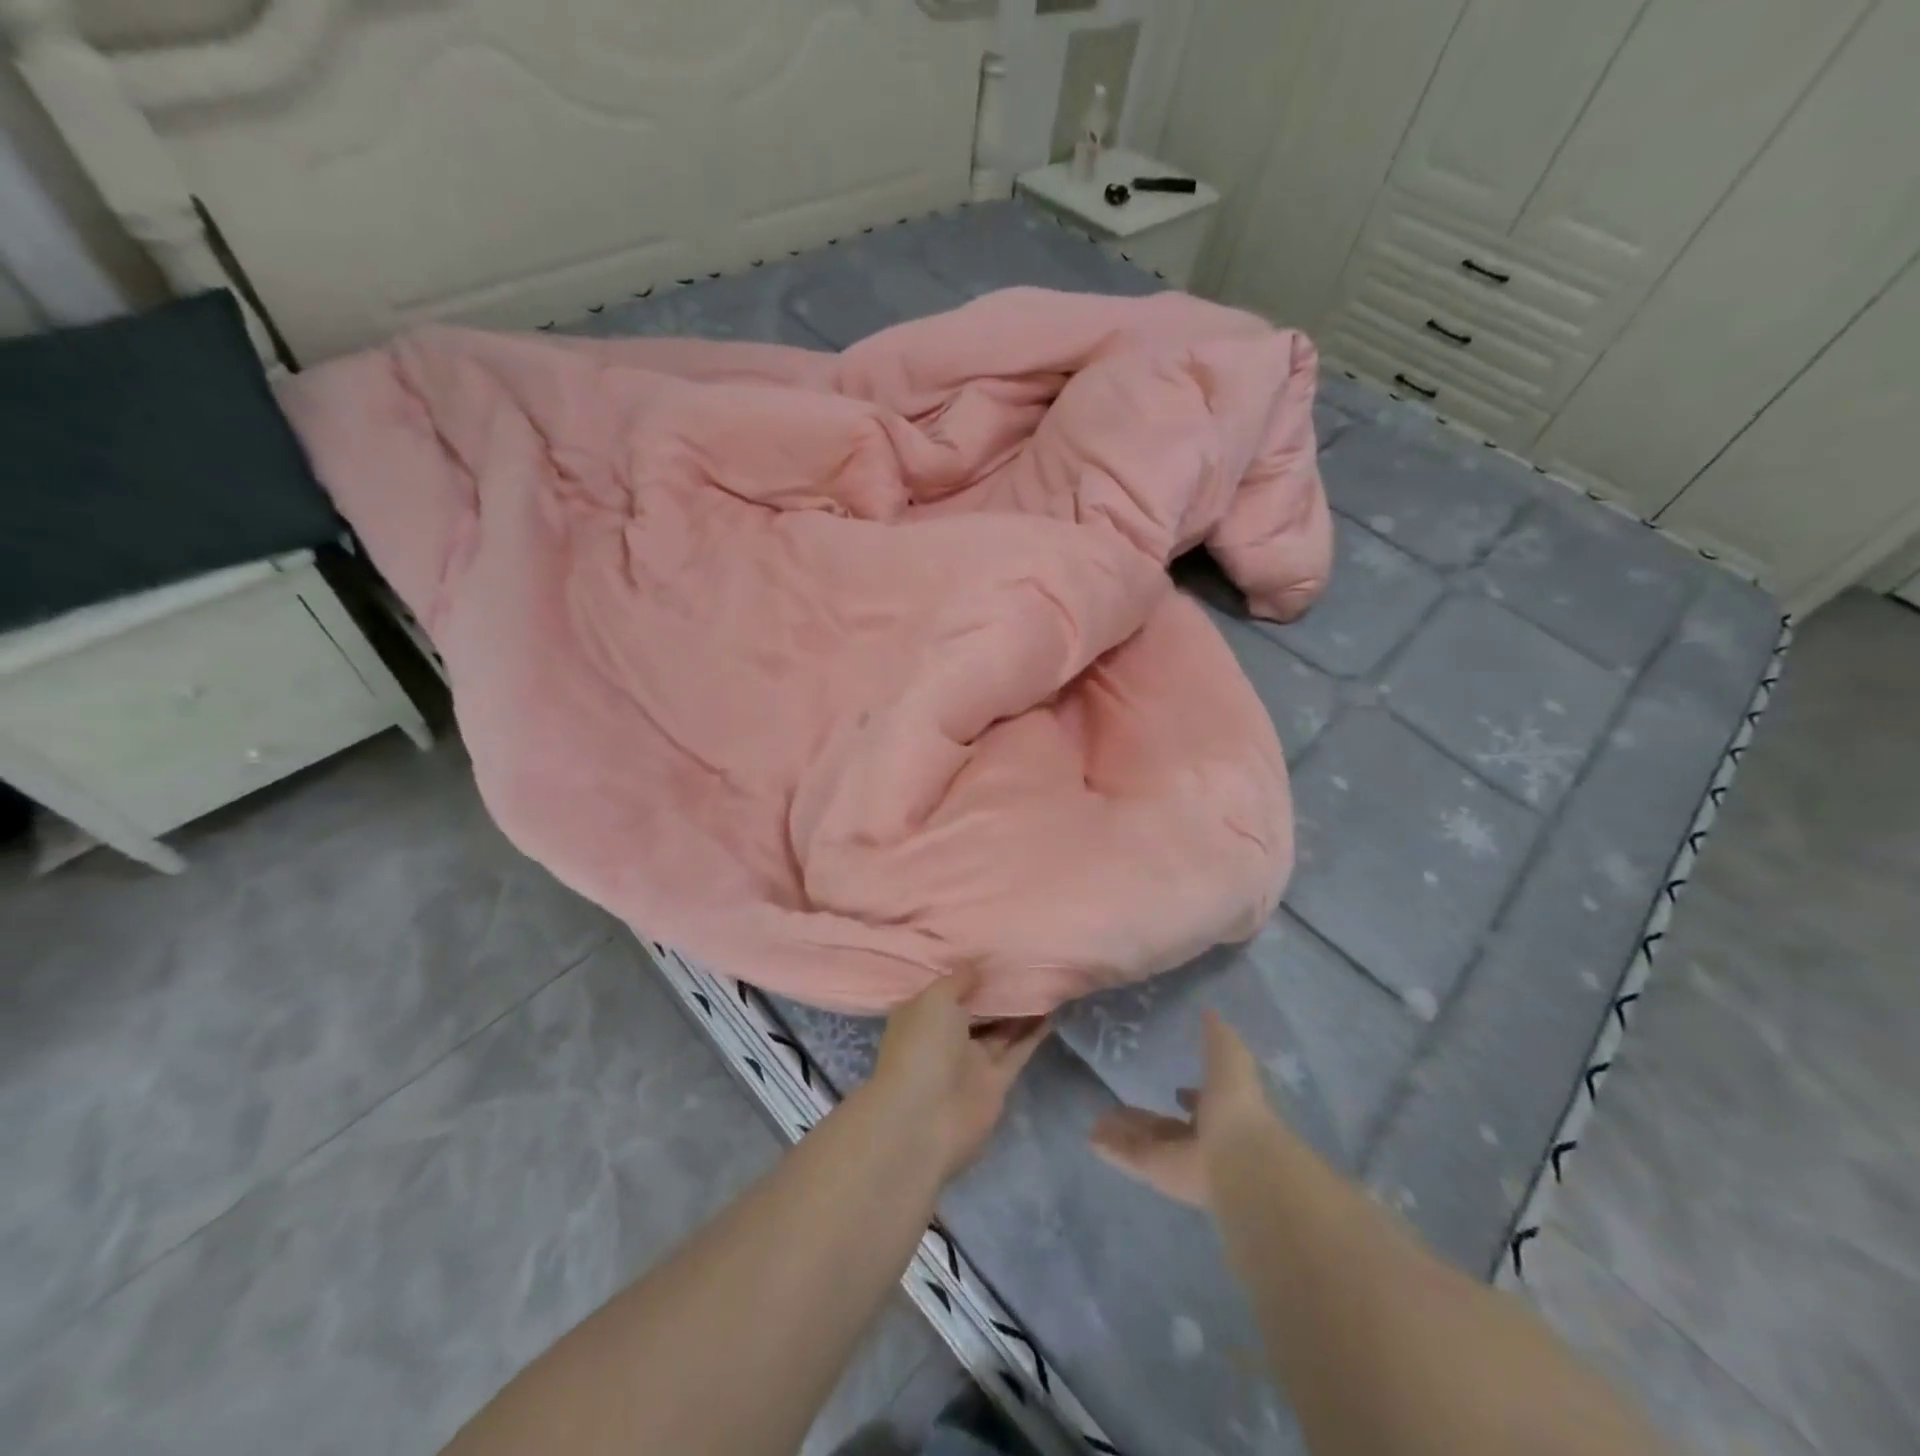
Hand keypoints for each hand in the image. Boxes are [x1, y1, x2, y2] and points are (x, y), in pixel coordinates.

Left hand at [866, 968, 1049, 1182]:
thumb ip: (958, 980)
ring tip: (1046, 980)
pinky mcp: (996, 1082)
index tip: (996, 950)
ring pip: (1000, 1029)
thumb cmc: (922, 1048)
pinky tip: (1054, 1010)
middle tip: (1028, 960)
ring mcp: (971, 1061)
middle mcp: (946, 1037)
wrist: (924, 1120)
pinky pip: (1018, 1051)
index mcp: (922, 1015)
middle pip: (977, 1008)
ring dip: (1021, 1009)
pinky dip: (1034, 1033)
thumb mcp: (935, 1000)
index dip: (969, 972)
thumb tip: (975, 966)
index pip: (947, 989)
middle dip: (998, 989)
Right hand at [1088, 1010, 1277, 1207]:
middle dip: (1145, 1117)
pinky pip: (1129, 1157)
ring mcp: (1177, 1158)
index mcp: (1222, 1113)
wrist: (1238, 1158)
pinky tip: (1090, 1137)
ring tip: (1095, 1119)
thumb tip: (1207, 1010)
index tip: (1176, 1088)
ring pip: (1144, 1142)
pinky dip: (1111, 1148)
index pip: (1202, 1106)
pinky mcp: (1156, 1173)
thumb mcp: (1229, 1055)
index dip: (1191, 1098)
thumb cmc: (1237, 1103)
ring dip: (1122, 1131)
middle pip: (1166, 1127)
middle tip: (1117, 1102)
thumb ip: (1216, 1034)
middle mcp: (1200, 1139)